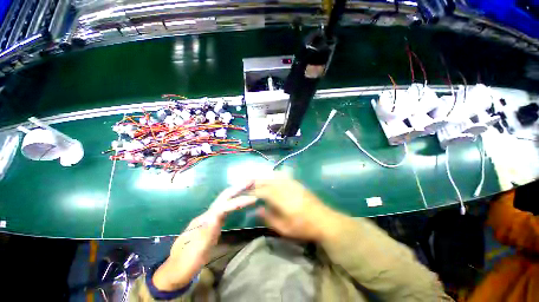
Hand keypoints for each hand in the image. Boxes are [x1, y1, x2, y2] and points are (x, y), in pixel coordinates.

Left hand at [152, 183, 255, 290]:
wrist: (175, 271)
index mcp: (203, 221)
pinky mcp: (212, 222)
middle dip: (237, 188)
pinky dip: (235, 201)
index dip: (239, 201)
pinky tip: (241, 201)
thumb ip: (206, 234)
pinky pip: (226, 208)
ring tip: (249, 187)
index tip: (254, 199)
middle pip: (223, 197)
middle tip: (251, 182)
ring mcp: (209, 218)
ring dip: (237, 192)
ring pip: (225, 200)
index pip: (224, 206)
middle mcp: (207, 215)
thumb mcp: (195, 253)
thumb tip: (216, 217)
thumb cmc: (185, 264)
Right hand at [252, 174, 339, 241]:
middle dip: (256, 181)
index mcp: (282, 200)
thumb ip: (269, 218)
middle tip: (247, 181)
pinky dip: (274, 175)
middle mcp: (286, 188)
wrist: (325, 220)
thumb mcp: (285, 229)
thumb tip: (258, 209)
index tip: (244, 191)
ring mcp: (293, 184)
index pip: (263, 192)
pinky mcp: (297, 183)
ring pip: (275, 177)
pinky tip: (271, 177)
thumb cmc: (304, 228)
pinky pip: (283, 176)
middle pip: (268, 181)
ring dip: (264, 177)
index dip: (253, 191)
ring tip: (256, 178)